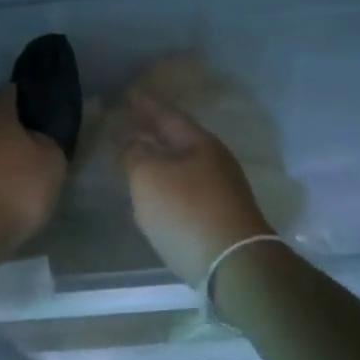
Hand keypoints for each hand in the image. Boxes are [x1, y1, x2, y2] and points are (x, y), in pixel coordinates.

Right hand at [114, 91, 273, 286]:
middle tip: (126, 123)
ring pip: (181, 165)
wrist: (233, 264)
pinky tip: (152, 193)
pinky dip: (164, 183)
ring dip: (157, 158)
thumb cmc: (187, 211)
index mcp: (199, 143)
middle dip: (151, 131)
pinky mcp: (218, 217)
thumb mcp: (149, 175)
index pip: (168, 115)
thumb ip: (134, 153)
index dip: (146, 105)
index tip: (128, 95)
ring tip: (134, 156)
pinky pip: (184, 189)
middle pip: (177, 139)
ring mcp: (219, 191)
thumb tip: (129, 143)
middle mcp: (214, 161)